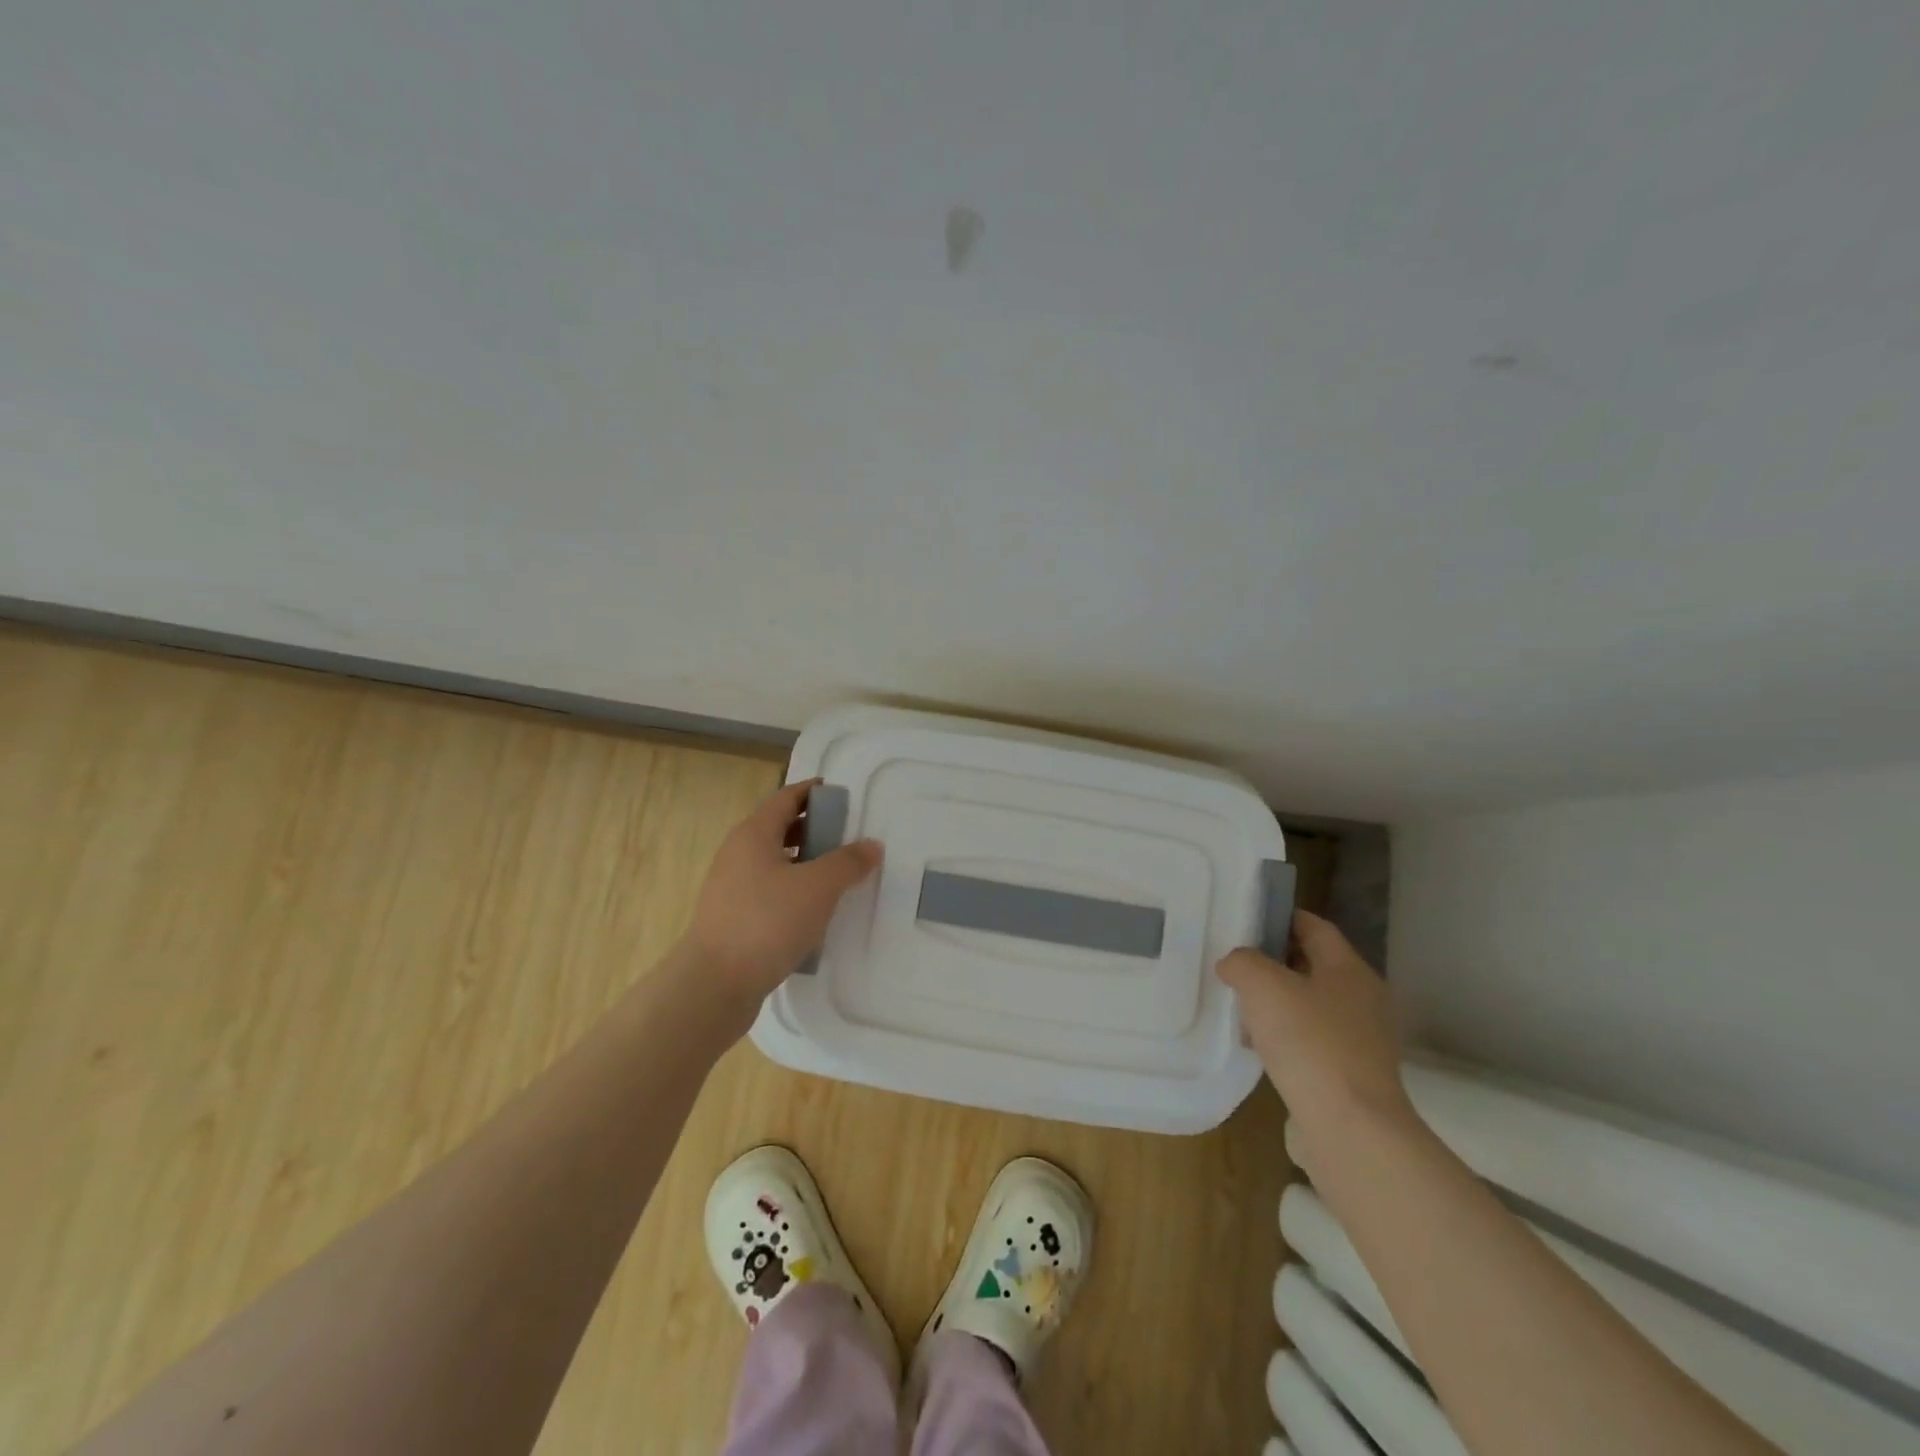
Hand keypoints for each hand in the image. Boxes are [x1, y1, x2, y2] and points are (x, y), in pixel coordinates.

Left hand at [681, 779, 882, 1011]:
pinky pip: (769, 892)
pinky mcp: (733, 918)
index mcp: (754, 834)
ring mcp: (732, 888)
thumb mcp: (818, 887)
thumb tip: (872, 845)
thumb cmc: (766, 922)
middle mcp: (738, 854)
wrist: (714, 984)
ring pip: (775, 863)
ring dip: (805, 862)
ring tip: (838, 875)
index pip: (786, 798)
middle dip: (814, 828)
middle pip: (779, 829)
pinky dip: (794, 891)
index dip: (813, 792)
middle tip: (848, 836)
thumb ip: (848, 862)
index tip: (842, 795)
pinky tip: (815, 911)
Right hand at [1217, 910, 1412, 1141]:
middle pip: (1313, 966)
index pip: (1314, 927)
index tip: (1247, 917)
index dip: (1281, 917)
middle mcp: (1363, 1000)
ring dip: (1277, 1003)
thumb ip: (1242, 962)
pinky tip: (1257, 1048)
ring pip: (1310, 1007)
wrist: (1351, 1130)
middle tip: (1234, 961)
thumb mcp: (1262, 985)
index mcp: (1349, 970)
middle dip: (1274, 962)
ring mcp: (1361, 1042)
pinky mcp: (1351, 1077)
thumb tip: (1235, 964)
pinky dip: (1285, 1039)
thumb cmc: (1309, 1042)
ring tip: (1238, 1005)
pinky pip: (1312, 1043)